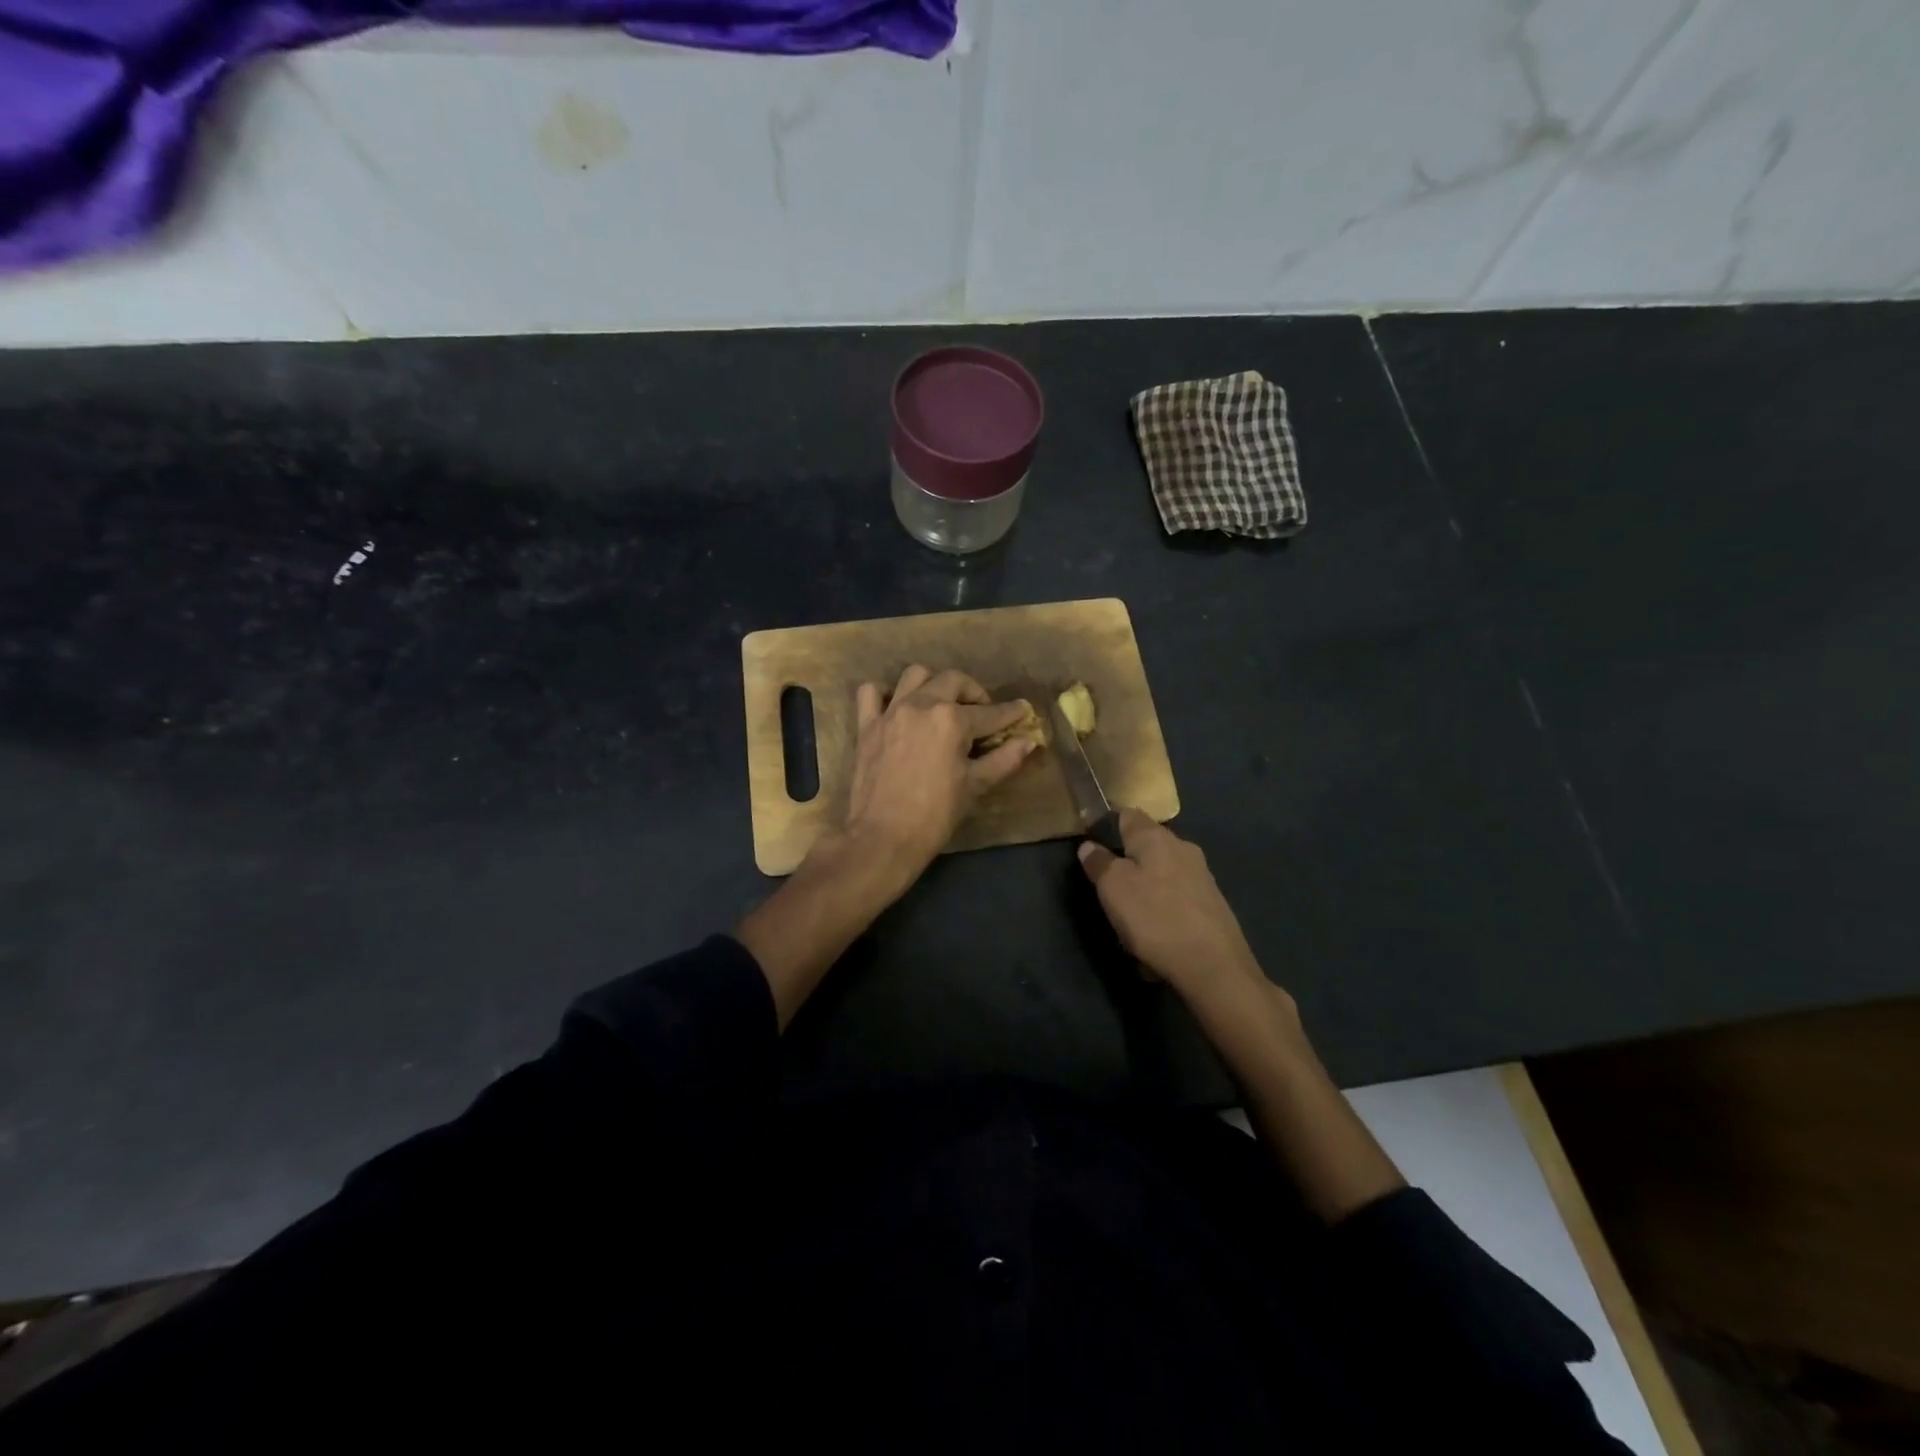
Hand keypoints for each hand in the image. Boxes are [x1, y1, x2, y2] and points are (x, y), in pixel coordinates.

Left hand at [844, 665, 1034, 881]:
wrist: (884, 837)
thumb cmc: (935, 815)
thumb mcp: (975, 786)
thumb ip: (1004, 759)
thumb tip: (1028, 741)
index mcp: (952, 720)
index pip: (990, 713)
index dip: (1010, 713)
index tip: (1022, 711)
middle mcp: (921, 705)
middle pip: (953, 681)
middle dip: (974, 692)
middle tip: (982, 712)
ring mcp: (891, 712)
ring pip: (915, 675)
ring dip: (934, 683)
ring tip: (941, 702)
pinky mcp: (867, 725)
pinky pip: (871, 693)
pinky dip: (885, 693)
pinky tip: (897, 707)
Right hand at [1076, 809, 1278, 1010]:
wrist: (1214, 966)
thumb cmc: (1155, 918)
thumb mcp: (1113, 888)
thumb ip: (1099, 863)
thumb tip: (1089, 845)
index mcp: (1156, 837)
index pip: (1127, 814)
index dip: (1107, 825)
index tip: (1093, 846)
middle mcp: (1182, 848)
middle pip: (1147, 845)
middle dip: (1127, 862)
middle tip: (1108, 889)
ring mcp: (1202, 876)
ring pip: (1162, 873)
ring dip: (1145, 890)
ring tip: (1131, 920)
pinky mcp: (1212, 903)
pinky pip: (1177, 899)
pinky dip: (1163, 911)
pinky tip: (1157, 936)